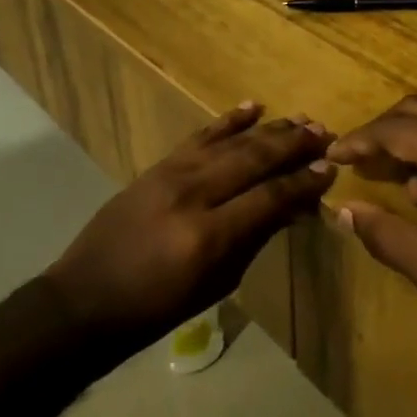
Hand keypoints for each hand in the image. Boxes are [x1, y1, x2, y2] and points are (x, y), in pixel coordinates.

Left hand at [45, 103, 332, 349]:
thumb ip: (256, 238)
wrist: (86, 299)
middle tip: (324, 134)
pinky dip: (228, 120)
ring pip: (231, 142)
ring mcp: (172, 174)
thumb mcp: (217, 283)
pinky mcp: (158, 165)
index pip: (269, 197)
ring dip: (270, 129)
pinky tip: (253, 107)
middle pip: (253, 159)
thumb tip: (293, 206)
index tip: (330, 169)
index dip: (303, 182)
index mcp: (209, 236)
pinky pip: (200, 135)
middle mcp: (192, 195)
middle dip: (293, 145)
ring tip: (302, 119)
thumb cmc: (157, 309)